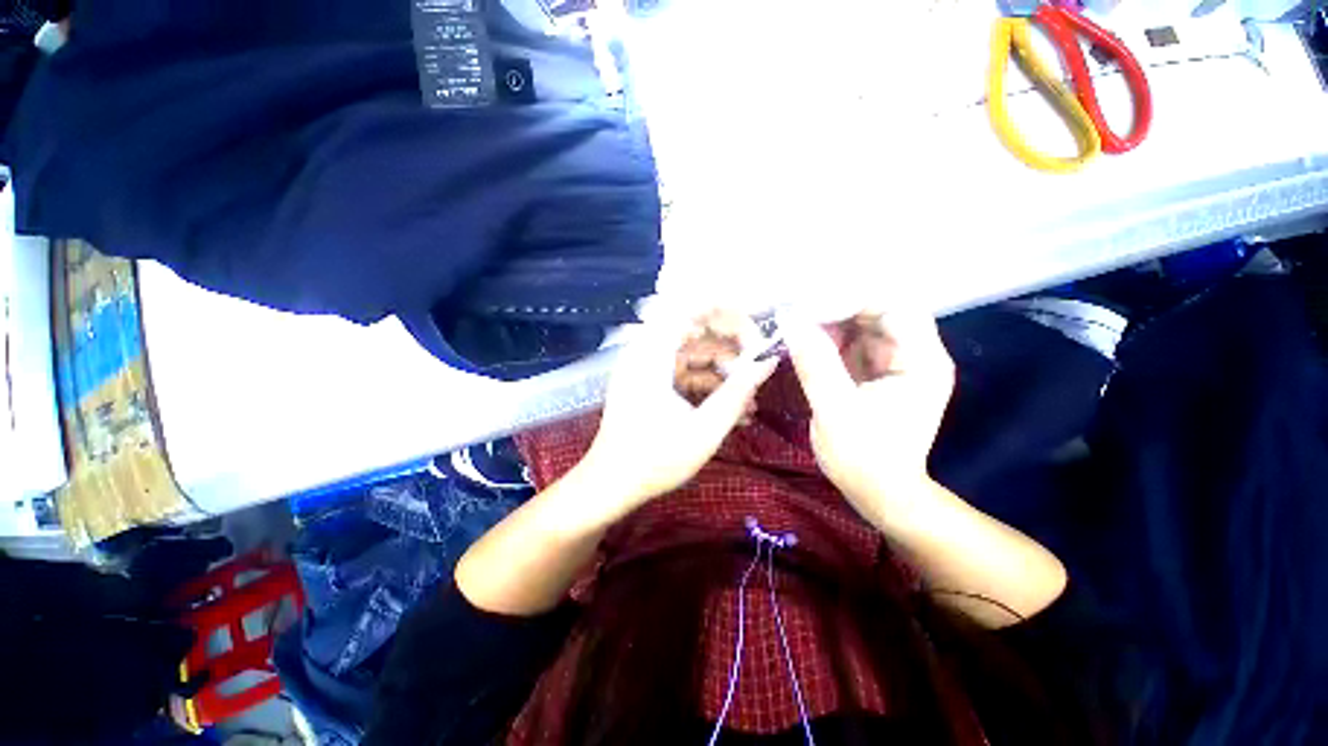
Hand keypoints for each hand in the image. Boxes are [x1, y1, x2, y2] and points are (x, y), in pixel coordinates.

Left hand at [578, 310, 776, 513]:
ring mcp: (646, 367)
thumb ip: (738, 392)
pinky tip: (731, 409)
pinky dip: (706, 385)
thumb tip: (768, 363)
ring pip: (692, 354)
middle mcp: (646, 352)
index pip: (690, 307)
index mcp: (652, 354)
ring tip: (750, 398)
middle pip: (695, 328)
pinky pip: (683, 373)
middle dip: (730, 346)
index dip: (726, 309)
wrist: (610, 485)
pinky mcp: (649, 383)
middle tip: (758, 365)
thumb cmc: (654, 460)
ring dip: (722, 371)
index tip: (755, 327)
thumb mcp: (704, 429)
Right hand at [780, 309, 954, 521]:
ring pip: (864, 323)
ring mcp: (895, 363)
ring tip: (796, 320)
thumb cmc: (863, 458)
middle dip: (838, 306)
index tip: (811, 303)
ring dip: (830, 319)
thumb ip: (815, 362)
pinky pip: (853, 341)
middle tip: (798, 309)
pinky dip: (829, 336)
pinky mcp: (876, 372)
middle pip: (880, 310)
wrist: (878, 492)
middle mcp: (914, 355)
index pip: (895, 307)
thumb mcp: (835, 410)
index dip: (853, 298)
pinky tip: (805, 337)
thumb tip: (790, 320)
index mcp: (920, 362)